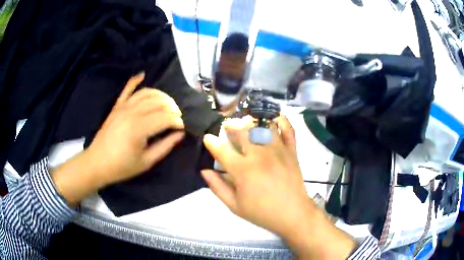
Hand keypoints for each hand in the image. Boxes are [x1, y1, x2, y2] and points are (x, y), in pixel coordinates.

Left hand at [51, 72, 184, 203]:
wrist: (97, 163)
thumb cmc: (122, 166)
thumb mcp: (146, 162)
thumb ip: (165, 146)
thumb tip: (180, 134)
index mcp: (139, 129)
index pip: (165, 118)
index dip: (177, 121)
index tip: (182, 128)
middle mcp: (132, 112)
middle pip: (158, 103)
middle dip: (172, 108)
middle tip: (178, 117)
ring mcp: (123, 107)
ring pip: (147, 93)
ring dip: (161, 95)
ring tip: (168, 104)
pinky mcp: (117, 106)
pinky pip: (127, 89)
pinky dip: (135, 80)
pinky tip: (142, 75)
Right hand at [201, 116, 308, 236]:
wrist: (293, 214)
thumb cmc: (262, 212)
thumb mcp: (235, 205)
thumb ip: (218, 187)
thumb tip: (204, 170)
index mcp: (243, 170)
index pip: (222, 149)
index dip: (211, 141)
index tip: (207, 138)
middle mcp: (259, 155)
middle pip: (242, 131)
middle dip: (231, 125)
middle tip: (227, 126)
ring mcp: (278, 150)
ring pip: (263, 126)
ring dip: (252, 121)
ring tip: (247, 122)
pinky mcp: (292, 151)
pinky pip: (288, 130)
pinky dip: (282, 121)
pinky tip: (275, 118)